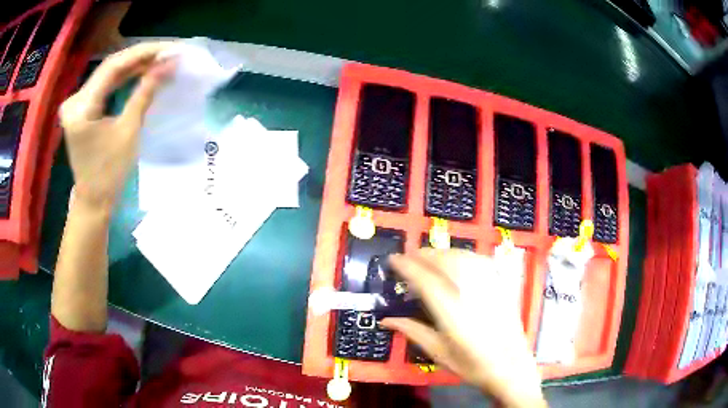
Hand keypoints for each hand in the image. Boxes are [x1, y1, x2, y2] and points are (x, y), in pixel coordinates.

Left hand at [59, 42, 175, 210]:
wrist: (93, 201)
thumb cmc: (109, 173)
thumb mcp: (129, 131)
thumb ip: (146, 92)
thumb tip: (169, 64)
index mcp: (81, 107)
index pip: (113, 66)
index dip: (143, 53)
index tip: (169, 48)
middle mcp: (74, 100)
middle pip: (110, 67)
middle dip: (140, 57)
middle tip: (168, 52)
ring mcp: (75, 103)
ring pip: (108, 74)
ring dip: (133, 66)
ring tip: (159, 59)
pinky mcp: (80, 109)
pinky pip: (104, 85)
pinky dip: (122, 78)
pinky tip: (140, 72)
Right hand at [382, 249, 545, 407]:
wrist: (511, 366)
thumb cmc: (473, 365)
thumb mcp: (439, 353)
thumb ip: (413, 332)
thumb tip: (387, 320)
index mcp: (451, 313)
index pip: (425, 280)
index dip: (407, 266)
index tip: (393, 259)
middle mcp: (470, 294)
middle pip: (445, 262)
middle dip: (423, 254)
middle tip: (408, 256)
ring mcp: (489, 287)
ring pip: (463, 257)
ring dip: (442, 252)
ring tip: (429, 256)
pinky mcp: (501, 285)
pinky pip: (480, 261)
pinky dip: (463, 255)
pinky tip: (457, 259)